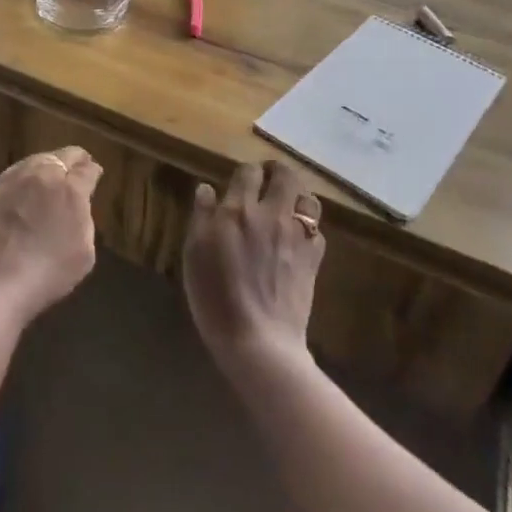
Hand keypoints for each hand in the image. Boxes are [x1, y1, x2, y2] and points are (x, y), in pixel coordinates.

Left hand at [0, 147, 101, 325]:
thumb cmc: (46, 273)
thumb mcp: (84, 253)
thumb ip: (84, 220)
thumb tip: (79, 205)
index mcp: (70, 189)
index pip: (87, 170)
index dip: (93, 171)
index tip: (95, 174)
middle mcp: (43, 174)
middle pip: (63, 156)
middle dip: (74, 161)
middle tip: (78, 169)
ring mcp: (14, 179)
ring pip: (37, 159)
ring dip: (49, 164)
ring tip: (52, 175)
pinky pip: (16, 172)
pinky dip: (27, 174)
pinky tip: (26, 185)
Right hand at [183, 160, 323, 369]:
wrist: (258, 340)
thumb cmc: (215, 296)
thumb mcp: (194, 253)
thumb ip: (201, 216)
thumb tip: (206, 188)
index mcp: (239, 210)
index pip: (249, 172)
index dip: (247, 171)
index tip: (242, 179)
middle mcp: (272, 215)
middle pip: (286, 177)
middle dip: (278, 172)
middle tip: (268, 179)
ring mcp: (297, 237)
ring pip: (309, 200)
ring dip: (299, 196)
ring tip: (288, 205)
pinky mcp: (313, 260)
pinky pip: (317, 231)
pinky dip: (308, 227)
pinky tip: (297, 238)